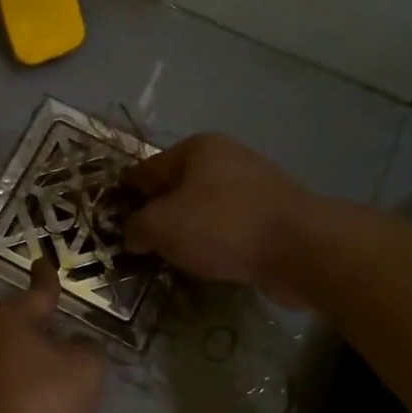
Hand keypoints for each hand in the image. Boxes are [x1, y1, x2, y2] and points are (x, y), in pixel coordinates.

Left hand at [0, 257, 104, 412]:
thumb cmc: (38, 402)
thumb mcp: (84, 371)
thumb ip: (86, 350)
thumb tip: (74, 346)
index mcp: (5, 321)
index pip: (36, 294)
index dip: (47, 280)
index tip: (42, 263)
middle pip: (25, 344)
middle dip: (55, 363)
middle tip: (79, 378)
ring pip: (19, 386)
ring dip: (47, 405)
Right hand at [122, 133, 311, 307]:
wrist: (300, 249)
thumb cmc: (221, 226)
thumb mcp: (160, 226)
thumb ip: (136, 228)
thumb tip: (132, 235)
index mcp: (197, 148)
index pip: (146, 170)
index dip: (125, 197)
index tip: (111, 224)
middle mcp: (227, 158)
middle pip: (176, 189)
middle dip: (158, 216)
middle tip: (140, 247)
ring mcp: (255, 186)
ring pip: (204, 210)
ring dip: (187, 233)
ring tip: (171, 260)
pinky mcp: (274, 216)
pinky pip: (230, 228)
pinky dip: (216, 244)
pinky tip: (207, 265)